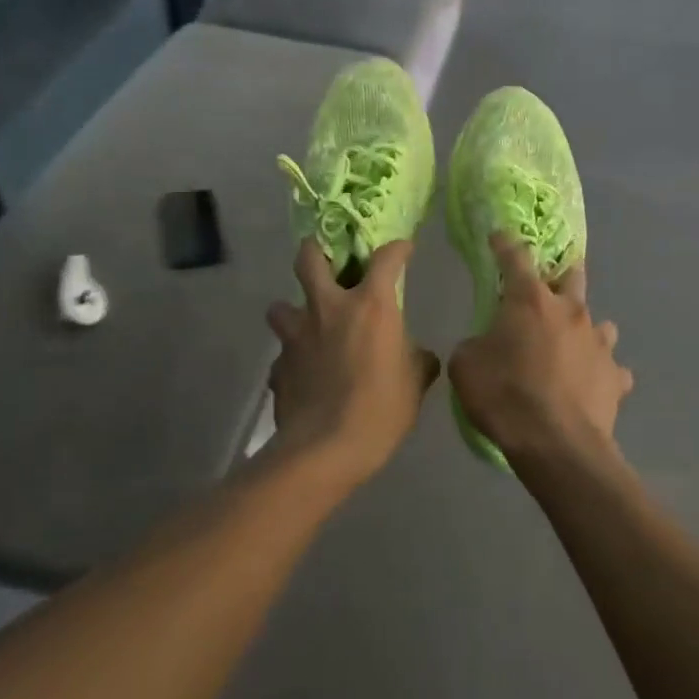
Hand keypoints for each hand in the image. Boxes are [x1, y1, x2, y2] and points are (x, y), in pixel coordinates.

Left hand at [267, 239, 440, 482]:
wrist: (325, 449)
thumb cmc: (381, 409)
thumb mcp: (415, 383)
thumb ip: (418, 360)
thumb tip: (421, 356)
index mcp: (370, 306)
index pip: (386, 259)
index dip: (397, 249)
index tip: (403, 249)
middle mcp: (328, 309)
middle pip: (309, 258)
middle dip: (316, 251)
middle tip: (326, 260)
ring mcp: (296, 336)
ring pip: (280, 306)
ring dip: (292, 310)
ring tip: (307, 325)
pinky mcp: (278, 366)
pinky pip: (282, 354)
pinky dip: (292, 358)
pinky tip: (303, 374)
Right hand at [449, 234, 633, 470]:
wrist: (557, 445)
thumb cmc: (505, 397)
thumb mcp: (466, 367)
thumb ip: (475, 345)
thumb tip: (485, 345)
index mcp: (530, 301)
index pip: (515, 257)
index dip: (504, 243)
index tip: (498, 236)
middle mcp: (570, 311)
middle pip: (572, 276)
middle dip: (561, 273)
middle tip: (551, 282)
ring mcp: (598, 343)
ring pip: (599, 323)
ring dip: (585, 328)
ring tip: (573, 344)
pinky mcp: (616, 376)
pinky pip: (611, 368)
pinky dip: (601, 372)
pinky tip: (591, 385)